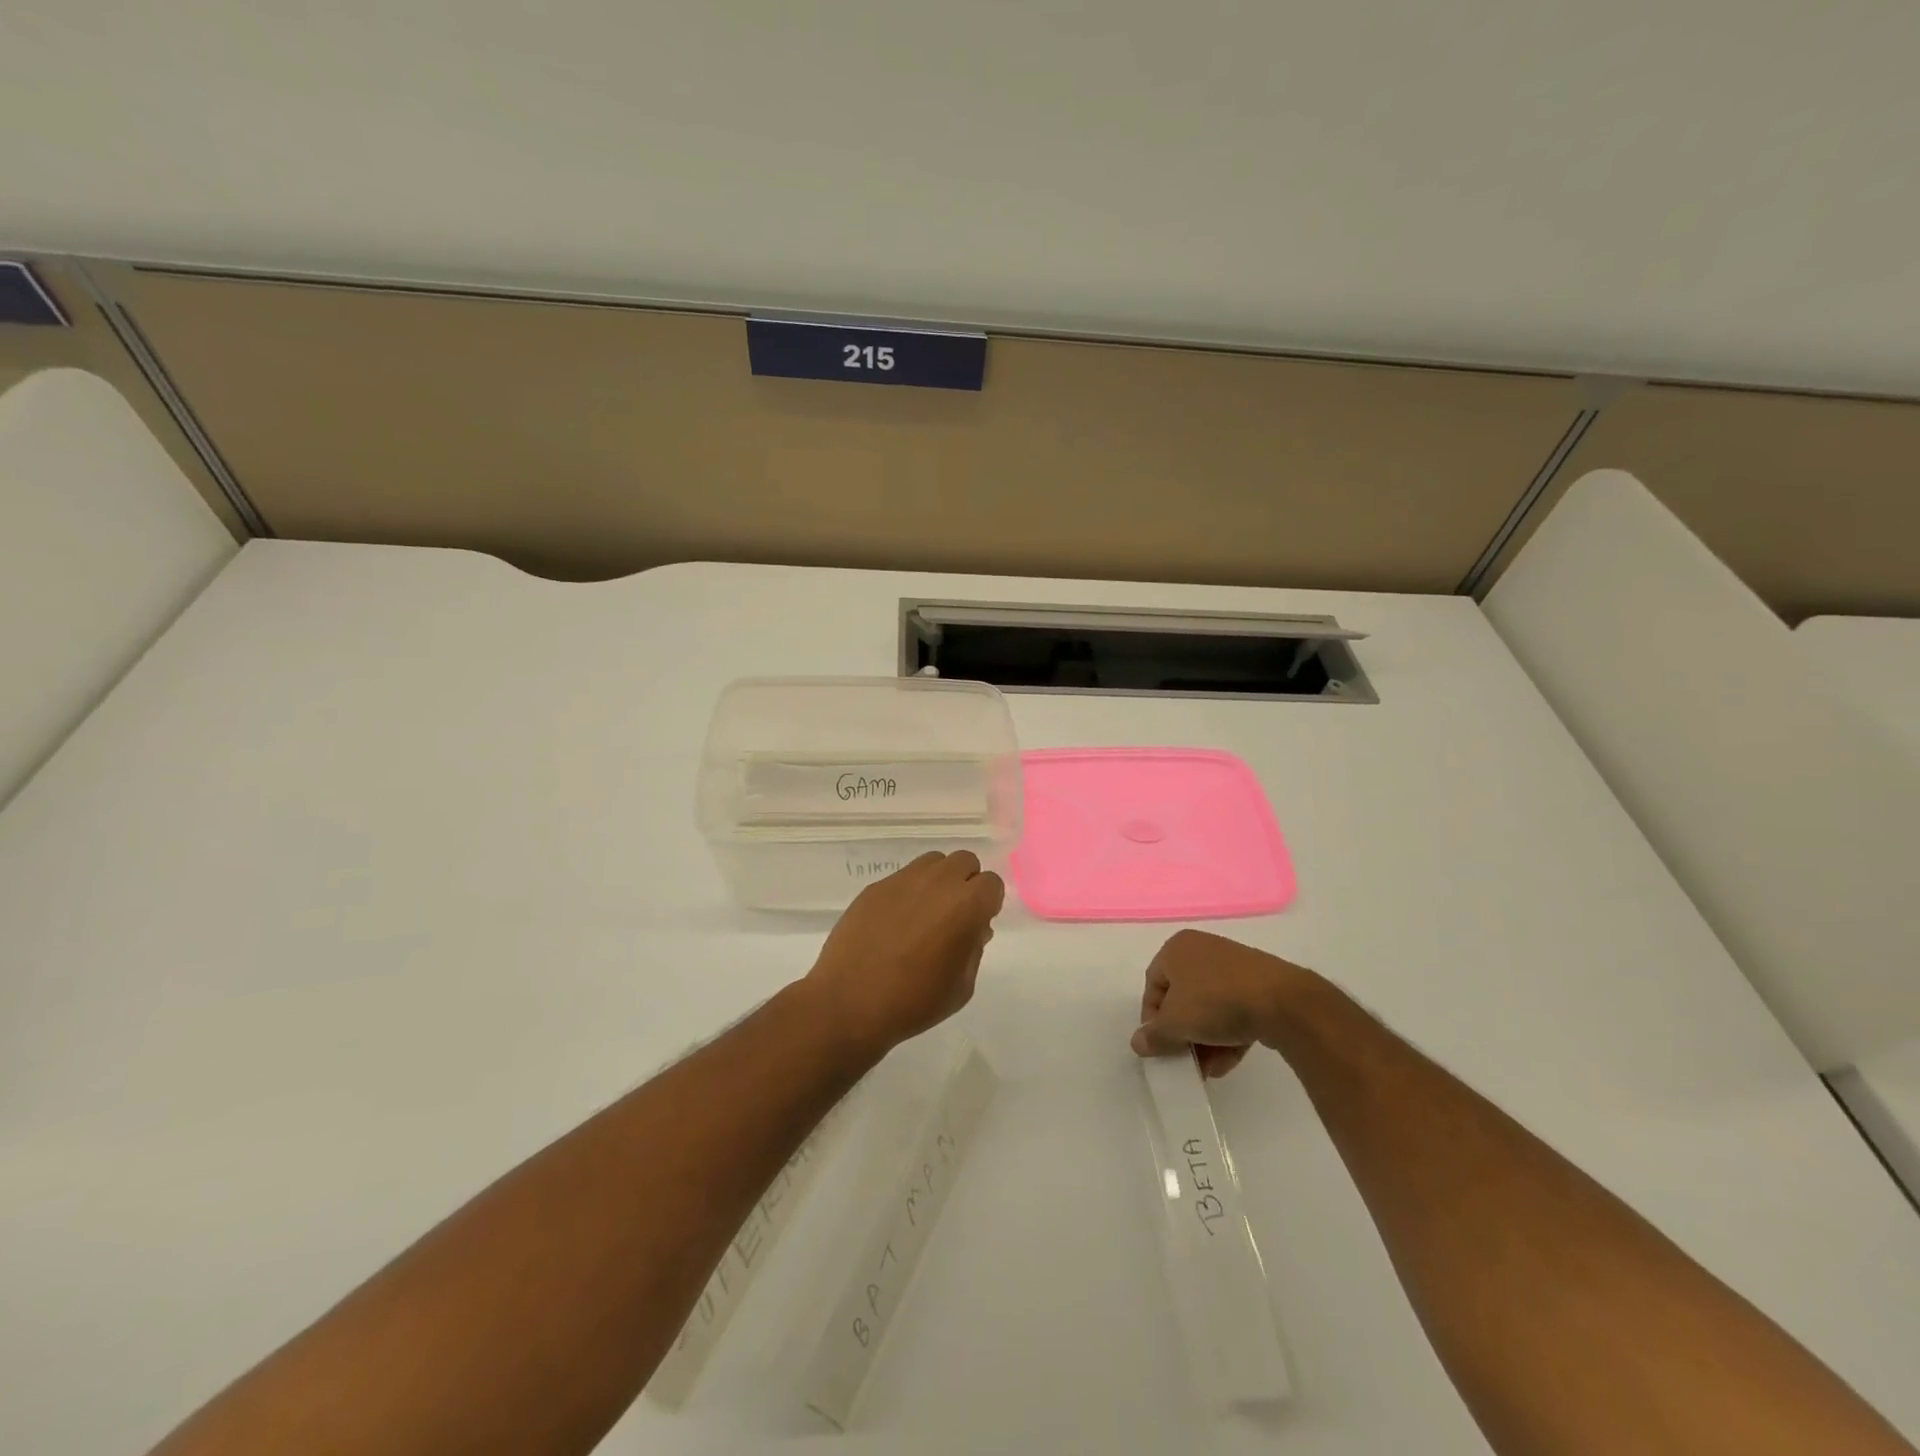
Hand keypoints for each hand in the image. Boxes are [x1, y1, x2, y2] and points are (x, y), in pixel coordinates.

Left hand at [804, 850, 1004, 1059]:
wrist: (849, 1003)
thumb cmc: (913, 1002)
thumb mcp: (961, 986)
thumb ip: (974, 949)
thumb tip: (973, 929)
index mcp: (965, 905)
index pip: (992, 883)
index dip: (988, 903)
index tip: (977, 925)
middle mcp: (937, 882)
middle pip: (965, 861)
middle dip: (966, 883)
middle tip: (955, 916)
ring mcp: (903, 880)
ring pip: (933, 862)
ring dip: (939, 881)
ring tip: (926, 914)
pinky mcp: (875, 887)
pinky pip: (903, 877)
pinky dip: (909, 892)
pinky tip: (896, 922)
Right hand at [1130, 929, 1312, 1077]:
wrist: (1283, 1002)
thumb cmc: (1216, 1002)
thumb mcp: (1175, 1023)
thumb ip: (1154, 1036)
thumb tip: (1138, 1043)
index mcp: (1177, 948)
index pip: (1153, 986)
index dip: (1153, 1019)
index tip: (1161, 1047)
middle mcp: (1203, 950)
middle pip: (1182, 998)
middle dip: (1183, 1034)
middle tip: (1185, 1059)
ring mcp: (1234, 966)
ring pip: (1210, 1007)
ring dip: (1205, 1040)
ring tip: (1210, 1068)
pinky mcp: (1260, 984)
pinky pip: (1235, 1009)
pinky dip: (1228, 1035)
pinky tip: (1228, 1061)